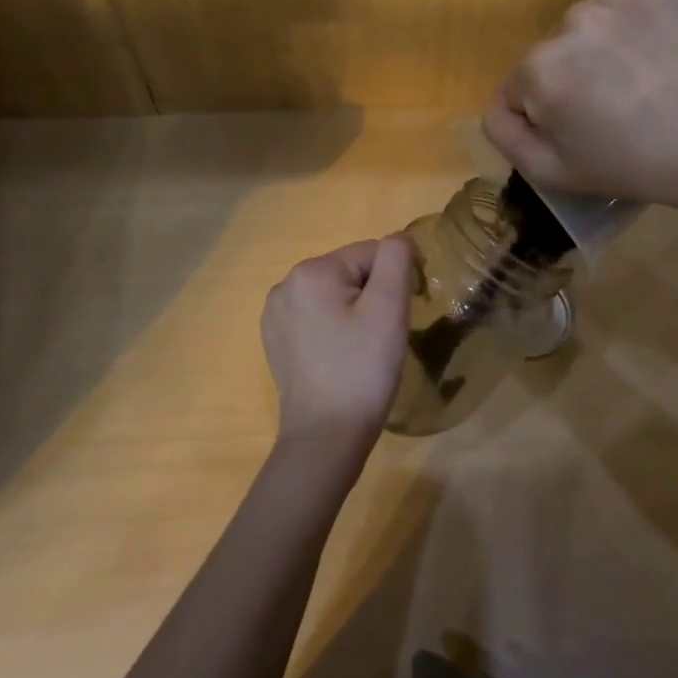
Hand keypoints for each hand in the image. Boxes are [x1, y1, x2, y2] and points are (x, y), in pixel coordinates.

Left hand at [262, 236, 414, 455]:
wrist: (326, 437)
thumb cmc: (362, 369)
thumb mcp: (389, 307)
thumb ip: (396, 258)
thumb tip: (399, 241)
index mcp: (311, 271)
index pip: (371, 253)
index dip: (395, 280)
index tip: (402, 315)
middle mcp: (285, 285)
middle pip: (350, 272)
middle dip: (373, 295)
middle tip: (383, 335)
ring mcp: (276, 315)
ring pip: (334, 295)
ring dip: (355, 311)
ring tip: (363, 348)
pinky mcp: (276, 341)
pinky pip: (316, 317)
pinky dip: (335, 329)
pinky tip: (342, 357)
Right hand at [482, 0, 677, 212]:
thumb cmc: (632, 164)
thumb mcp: (552, 173)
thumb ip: (505, 135)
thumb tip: (499, 104)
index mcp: (538, 68)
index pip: (520, 88)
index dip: (547, 113)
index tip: (585, 129)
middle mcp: (568, 19)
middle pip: (555, 51)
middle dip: (574, 75)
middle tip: (617, 105)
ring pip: (589, 23)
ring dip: (604, 44)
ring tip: (643, 76)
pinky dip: (635, 18)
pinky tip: (659, 48)